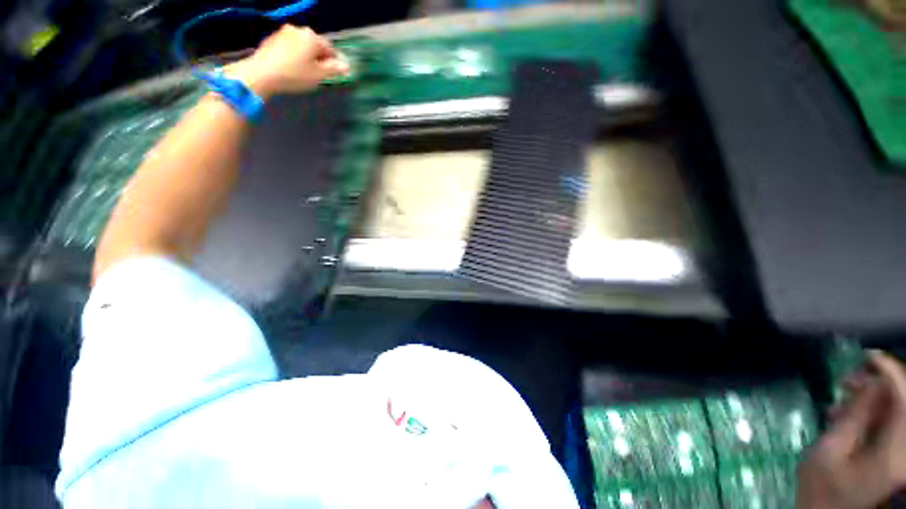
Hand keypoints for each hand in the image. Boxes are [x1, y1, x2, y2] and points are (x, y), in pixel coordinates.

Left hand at [225, 24, 348, 97]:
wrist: (262, 73)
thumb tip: (346, 66)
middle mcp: (298, 30)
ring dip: (307, 57)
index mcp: (312, 37)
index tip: (336, 75)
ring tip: (306, 73)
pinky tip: (293, 69)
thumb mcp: (319, 75)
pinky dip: (295, 57)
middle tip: (320, 75)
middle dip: (319, 59)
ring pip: (302, 46)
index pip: (330, 49)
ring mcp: (283, 33)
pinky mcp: (272, 40)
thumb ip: (334, 69)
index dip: (335, 63)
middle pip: (315, 46)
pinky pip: (290, 48)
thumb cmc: (295, 74)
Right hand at [796, 351, 905, 508]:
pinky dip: (874, 412)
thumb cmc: (823, 489)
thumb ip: (854, 417)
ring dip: (875, 398)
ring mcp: (903, 452)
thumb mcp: (828, 453)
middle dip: (880, 384)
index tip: (868, 355)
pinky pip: (892, 421)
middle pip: (904, 401)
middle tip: (849, 381)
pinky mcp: (896, 453)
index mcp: (897, 451)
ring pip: (897, 410)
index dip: (892, 371)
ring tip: (844, 399)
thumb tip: (871, 382)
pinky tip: (850, 415)